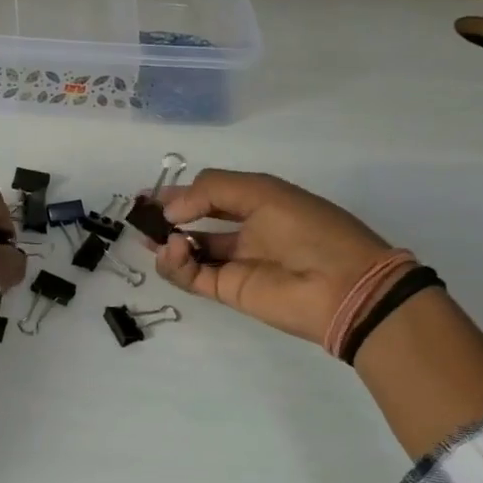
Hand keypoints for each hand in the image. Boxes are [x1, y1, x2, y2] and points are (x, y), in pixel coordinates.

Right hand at [152, 169, 397, 347]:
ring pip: (188, 251)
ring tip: (154, 236)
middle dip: (165, 218)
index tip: (149, 193)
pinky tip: (174, 250)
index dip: (180, 192)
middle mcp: (244, 232)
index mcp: (258, 204)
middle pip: (194, 223)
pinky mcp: (227, 290)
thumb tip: (170, 211)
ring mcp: (235, 263)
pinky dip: (175, 263)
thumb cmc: (308, 228)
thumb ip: (211, 191)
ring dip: (166, 241)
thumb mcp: (262, 192)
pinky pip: (191, 276)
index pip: (210, 195)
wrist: (343, 286)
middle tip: (139, 215)